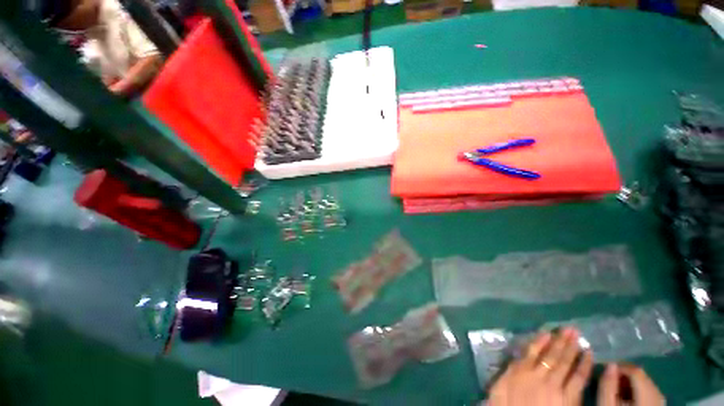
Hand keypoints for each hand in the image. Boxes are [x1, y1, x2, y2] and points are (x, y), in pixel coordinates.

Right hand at [488, 328, 592, 405]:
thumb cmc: (508, 405)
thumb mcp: (500, 387)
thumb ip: (510, 370)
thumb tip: (518, 356)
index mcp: (522, 371)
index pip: (532, 351)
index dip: (540, 340)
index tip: (548, 331)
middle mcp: (540, 375)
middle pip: (552, 355)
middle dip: (561, 341)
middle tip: (570, 328)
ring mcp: (556, 386)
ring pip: (565, 363)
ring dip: (572, 348)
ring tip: (579, 336)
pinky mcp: (569, 399)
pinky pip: (578, 379)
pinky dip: (583, 366)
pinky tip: (588, 356)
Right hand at [598, 363, 663, 405]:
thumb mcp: (606, 404)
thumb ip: (607, 384)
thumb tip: (609, 364)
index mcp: (647, 395)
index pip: (636, 371)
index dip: (620, 366)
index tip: (604, 369)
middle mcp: (658, 397)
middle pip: (643, 377)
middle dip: (625, 375)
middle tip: (609, 379)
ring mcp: (660, 404)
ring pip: (647, 384)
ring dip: (631, 382)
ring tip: (616, 389)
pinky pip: (650, 393)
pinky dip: (638, 391)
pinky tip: (627, 398)